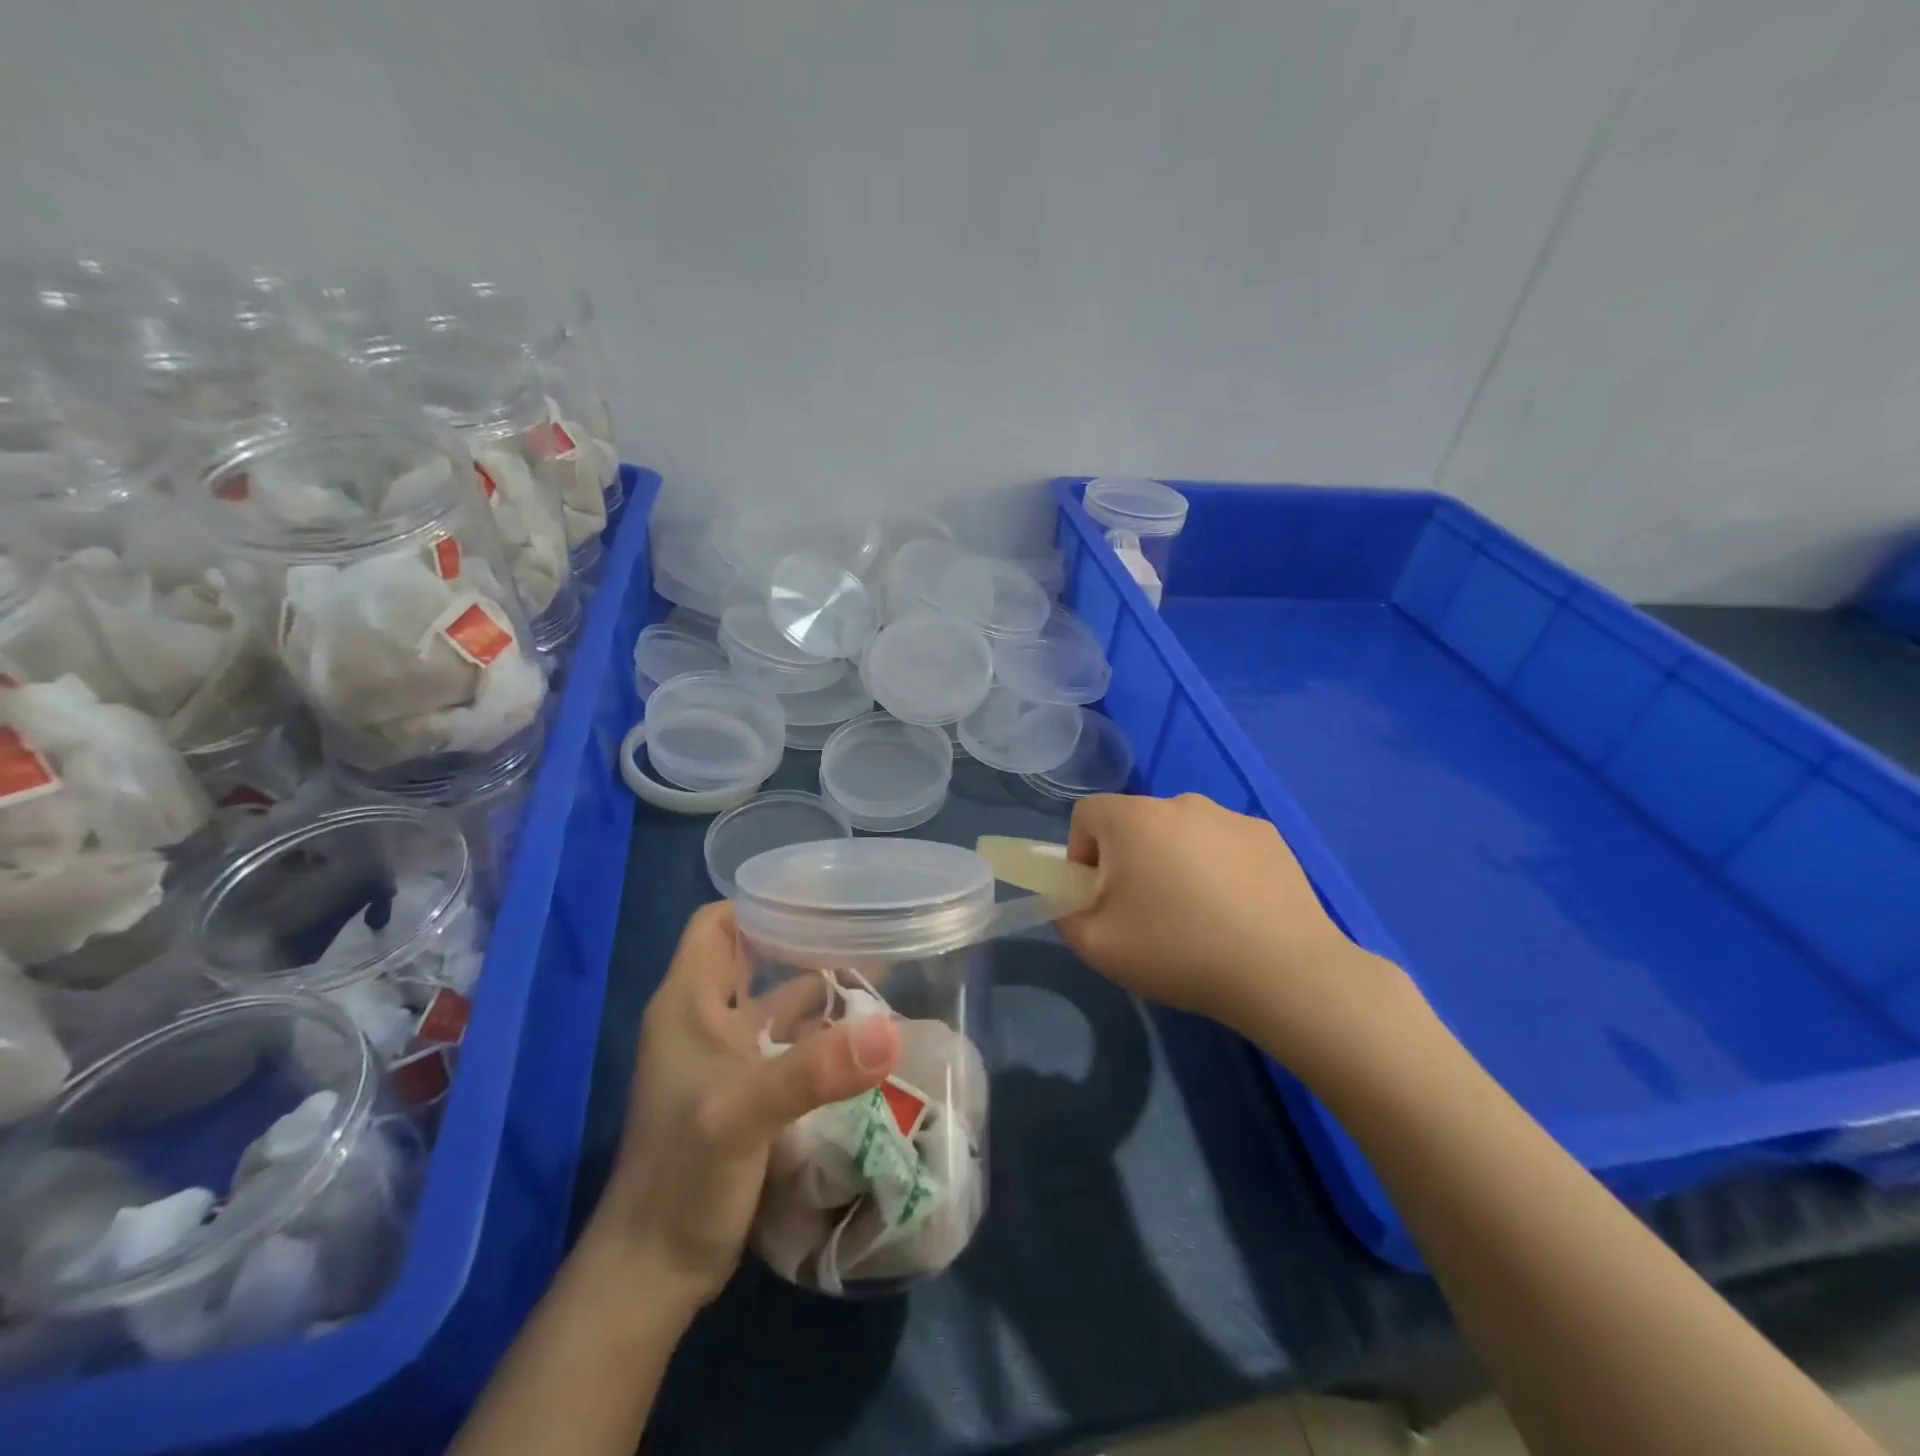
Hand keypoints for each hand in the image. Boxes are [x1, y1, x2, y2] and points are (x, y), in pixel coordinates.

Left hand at [592, 902, 900, 1308]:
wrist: (655, 1272)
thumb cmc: (684, 1177)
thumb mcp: (744, 1114)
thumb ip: (815, 1070)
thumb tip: (892, 1033)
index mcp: (688, 1003)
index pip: (718, 924)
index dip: (760, 903)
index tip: (818, 897)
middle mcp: (705, 1021)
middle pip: (754, 957)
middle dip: (802, 941)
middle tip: (863, 929)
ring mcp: (725, 1060)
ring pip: (776, 1003)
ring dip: (819, 990)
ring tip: (877, 975)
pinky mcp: (745, 1094)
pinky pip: (788, 1045)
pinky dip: (821, 1035)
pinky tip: (863, 1037)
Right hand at [1056, 793, 1408, 1063]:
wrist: (1284, 971)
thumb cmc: (1179, 951)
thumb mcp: (1098, 947)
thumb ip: (1066, 916)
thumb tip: (1074, 902)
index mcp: (1133, 818)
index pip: (1086, 815)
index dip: (1081, 855)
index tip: (1100, 898)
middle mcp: (1180, 802)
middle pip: (1134, 823)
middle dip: (1128, 861)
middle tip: (1145, 914)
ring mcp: (1229, 816)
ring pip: (1181, 833)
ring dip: (1174, 862)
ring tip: (1197, 916)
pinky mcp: (1269, 835)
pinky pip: (1222, 844)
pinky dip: (1217, 867)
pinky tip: (1236, 912)